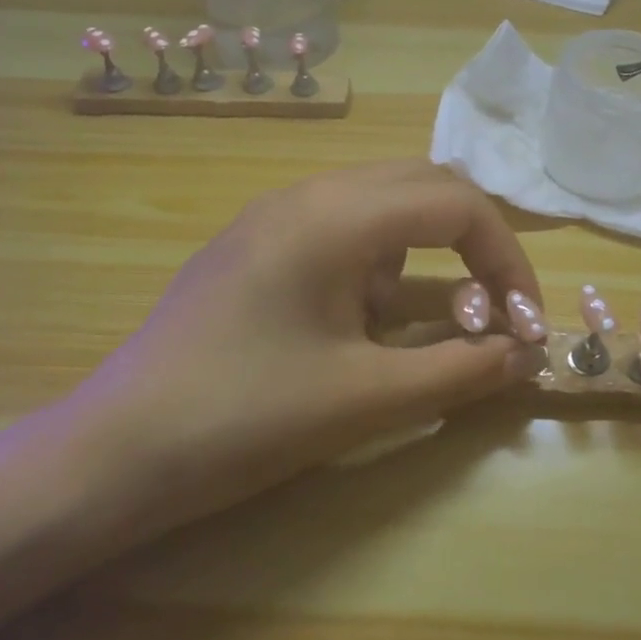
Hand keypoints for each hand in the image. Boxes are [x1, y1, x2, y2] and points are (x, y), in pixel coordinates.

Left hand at [52, 160, 547, 544]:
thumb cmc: (243, 419)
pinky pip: (344, 232)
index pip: (457, 204)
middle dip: (476, 244)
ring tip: (439, 323)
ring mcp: (276, 216)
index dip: (508, 260)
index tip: (527, 324)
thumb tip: (526, 354)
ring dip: (429, 253)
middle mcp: (308, 194)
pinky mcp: (257, 246)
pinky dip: (384, 265)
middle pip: (425, 187)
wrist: (112, 452)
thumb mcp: (365, 398)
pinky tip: (374, 324)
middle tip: (497, 311)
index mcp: (336, 215)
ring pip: (385, 205)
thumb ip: (458, 369)